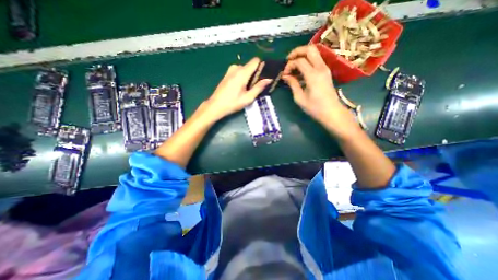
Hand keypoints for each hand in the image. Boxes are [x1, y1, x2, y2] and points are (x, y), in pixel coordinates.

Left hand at [202, 57, 271, 119]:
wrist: (216, 105)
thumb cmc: (232, 103)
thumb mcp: (248, 98)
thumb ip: (259, 87)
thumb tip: (269, 79)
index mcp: (242, 73)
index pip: (255, 61)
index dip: (261, 66)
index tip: (263, 76)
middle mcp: (236, 68)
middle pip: (250, 66)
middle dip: (254, 75)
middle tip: (254, 88)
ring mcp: (230, 70)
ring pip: (244, 69)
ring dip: (248, 77)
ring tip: (246, 90)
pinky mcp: (227, 74)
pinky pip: (238, 72)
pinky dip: (242, 78)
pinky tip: (240, 88)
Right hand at [282, 44, 360, 137]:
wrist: (332, 112)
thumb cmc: (314, 108)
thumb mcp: (299, 98)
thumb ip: (292, 84)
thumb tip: (285, 76)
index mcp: (313, 75)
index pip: (299, 61)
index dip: (289, 65)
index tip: (284, 74)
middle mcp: (321, 68)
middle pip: (309, 49)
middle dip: (297, 51)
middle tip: (288, 60)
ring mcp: (325, 68)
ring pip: (314, 52)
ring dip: (302, 55)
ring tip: (293, 66)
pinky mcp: (326, 71)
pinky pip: (316, 60)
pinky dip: (307, 61)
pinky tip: (301, 71)